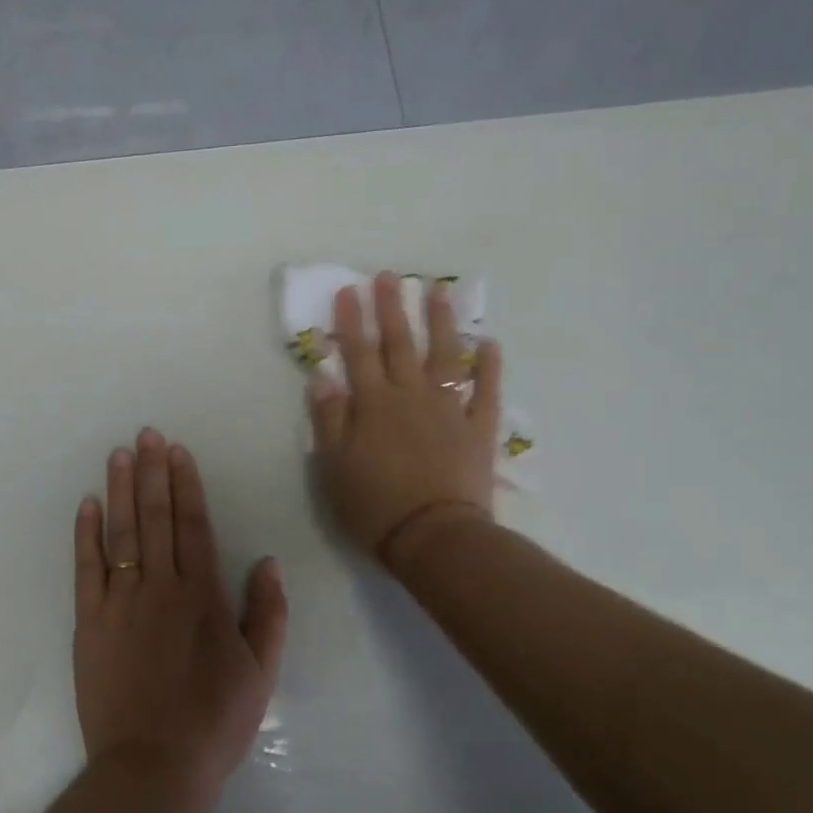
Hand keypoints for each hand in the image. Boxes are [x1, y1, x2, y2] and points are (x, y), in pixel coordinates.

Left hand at [73, 429, 288, 786]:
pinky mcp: (89, 623)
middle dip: (152, 472)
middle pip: (155, 518)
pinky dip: (86, 534)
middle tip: (146, 434)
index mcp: (202, 596)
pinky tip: (87, 505)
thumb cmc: (214, 721)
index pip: (192, 526)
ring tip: (119, 454)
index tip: (177, 451)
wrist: (154, 765)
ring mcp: (119, 603)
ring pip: (121, 534)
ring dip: (120, 490)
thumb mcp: (261, 672)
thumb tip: (267, 562)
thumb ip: (267, 613)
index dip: (185, 485)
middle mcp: (159, 588)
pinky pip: (86, 568)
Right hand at [307, 270, 503, 563]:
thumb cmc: (374, 505)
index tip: (348, 290)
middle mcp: (411, 396)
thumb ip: (329, 418)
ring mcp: (449, 409)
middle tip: (388, 276)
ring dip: (441, 321)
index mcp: (373, 405)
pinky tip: (489, 344)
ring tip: (438, 291)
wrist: (434, 536)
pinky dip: (489, 367)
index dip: (351, 321)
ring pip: (445, 355)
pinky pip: (486, 391)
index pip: (359, 353)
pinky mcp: (478, 428)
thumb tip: (323, 376)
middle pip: (400, 344)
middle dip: (391, 308)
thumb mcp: (334, 466)